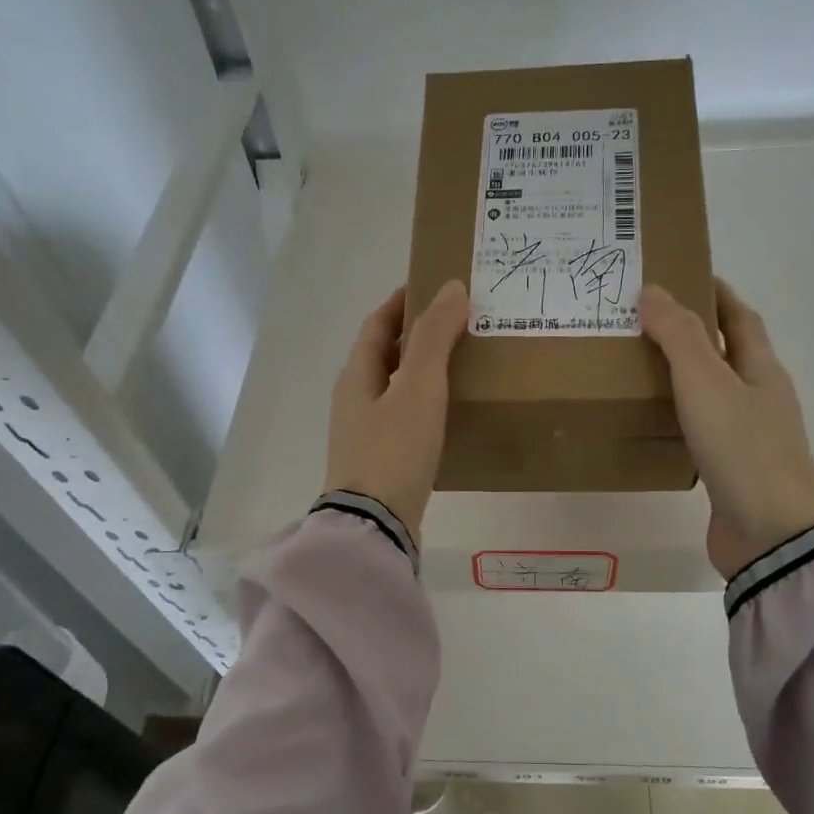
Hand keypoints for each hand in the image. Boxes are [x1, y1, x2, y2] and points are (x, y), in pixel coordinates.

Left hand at [324, 281, 467, 545]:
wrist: (374, 525)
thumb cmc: (393, 450)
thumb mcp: (417, 388)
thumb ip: (433, 338)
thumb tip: (452, 288)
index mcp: (356, 376)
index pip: (377, 325)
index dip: (402, 304)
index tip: (432, 288)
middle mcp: (354, 400)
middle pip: (383, 355)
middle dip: (415, 336)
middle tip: (456, 326)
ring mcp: (363, 434)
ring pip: (393, 388)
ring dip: (420, 371)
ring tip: (459, 365)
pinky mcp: (379, 461)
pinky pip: (401, 418)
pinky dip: (423, 404)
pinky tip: (447, 414)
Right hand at [640, 279, 813, 577]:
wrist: (771, 533)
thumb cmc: (743, 448)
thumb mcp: (707, 382)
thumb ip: (678, 336)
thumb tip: (652, 290)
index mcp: (762, 370)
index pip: (740, 317)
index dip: (715, 293)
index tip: (681, 274)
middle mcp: (759, 398)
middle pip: (726, 353)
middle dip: (691, 333)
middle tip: (642, 321)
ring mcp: (746, 437)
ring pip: (711, 394)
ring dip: (681, 376)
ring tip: (636, 365)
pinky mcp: (728, 471)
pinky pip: (699, 431)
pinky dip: (676, 418)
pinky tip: (650, 422)